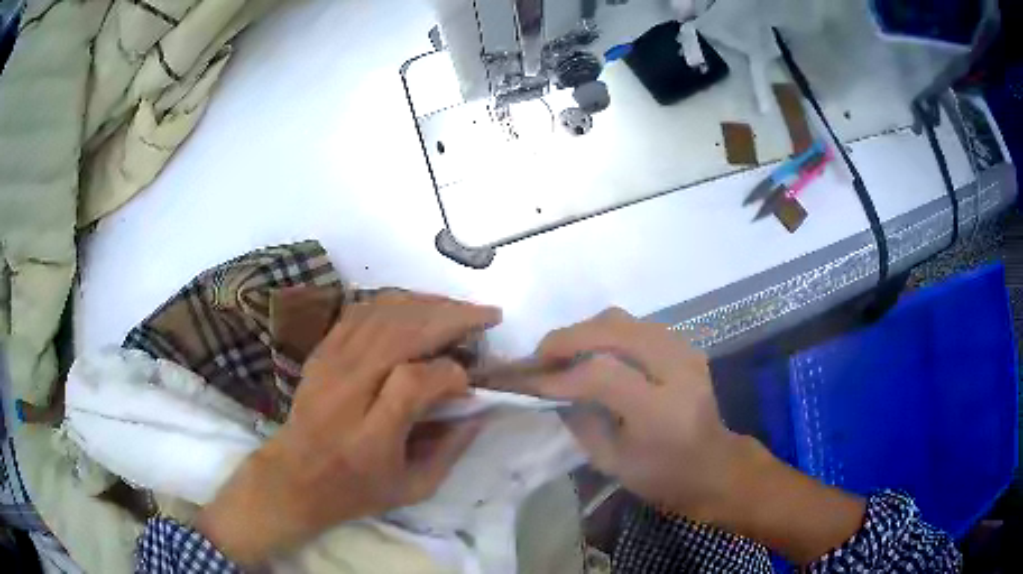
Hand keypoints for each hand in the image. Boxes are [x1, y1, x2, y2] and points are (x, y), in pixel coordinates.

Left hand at [197, 292, 500, 565]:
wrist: (294, 477)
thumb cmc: (356, 489)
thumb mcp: (413, 489)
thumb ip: (452, 450)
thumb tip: (481, 410)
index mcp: (372, 433)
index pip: (415, 381)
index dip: (451, 374)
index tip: (469, 386)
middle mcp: (348, 389)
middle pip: (401, 333)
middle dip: (451, 318)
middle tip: (486, 316)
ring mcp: (331, 364)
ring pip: (382, 314)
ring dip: (427, 304)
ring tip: (458, 308)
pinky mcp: (322, 352)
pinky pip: (360, 313)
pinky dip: (393, 303)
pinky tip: (415, 306)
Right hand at [527, 308, 864, 563]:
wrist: (716, 465)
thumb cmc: (665, 477)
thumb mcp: (613, 464)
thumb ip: (580, 423)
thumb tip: (553, 390)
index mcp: (660, 409)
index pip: (600, 374)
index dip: (557, 374)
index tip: (527, 381)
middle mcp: (676, 369)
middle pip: (612, 329)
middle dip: (567, 338)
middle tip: (540, 356)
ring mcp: (684, 351)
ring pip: (623, 319)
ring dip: (586, 331)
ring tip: (564, 353)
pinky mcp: (685, 346)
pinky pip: (636, 324)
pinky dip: (607, 332)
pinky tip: (595, 353)